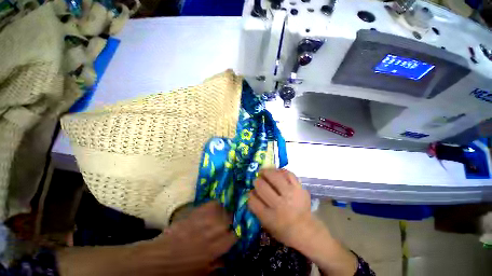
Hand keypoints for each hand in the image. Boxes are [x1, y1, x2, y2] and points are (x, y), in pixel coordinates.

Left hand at [137, 201, 236, 275]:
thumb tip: (226, 258)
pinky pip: (211, 203)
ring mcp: (205, 219)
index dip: (236, 234)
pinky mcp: (197, 211)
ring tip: (220, 215)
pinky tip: (212, 208)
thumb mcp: (201, 273)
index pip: (235, 235)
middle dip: (230, 221)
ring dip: (223, 212)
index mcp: (216, 247)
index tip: (233, 234)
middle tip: (226, 224)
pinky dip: (214, 205)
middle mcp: (214, 230)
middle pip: (230, 219)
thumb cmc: (181, 268)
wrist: (160, 256)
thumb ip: (216, 264)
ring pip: (222, 209)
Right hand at [248, 170, 357, 275]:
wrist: (307, 230)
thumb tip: (251, 192)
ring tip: (264, 172)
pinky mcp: (299, 188)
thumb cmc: (284, 230)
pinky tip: (277, 172)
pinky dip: (280, 171)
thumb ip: (257, 209)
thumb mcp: (267, 225)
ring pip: (275, 177)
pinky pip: (288, 174)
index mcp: (270, 217)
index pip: (253, 201)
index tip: (250, 191)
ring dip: (266, 172)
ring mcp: (291, 195)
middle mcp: (280, 205)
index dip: (250, 194)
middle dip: (256, 181)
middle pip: (262, 187)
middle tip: (256, 180)